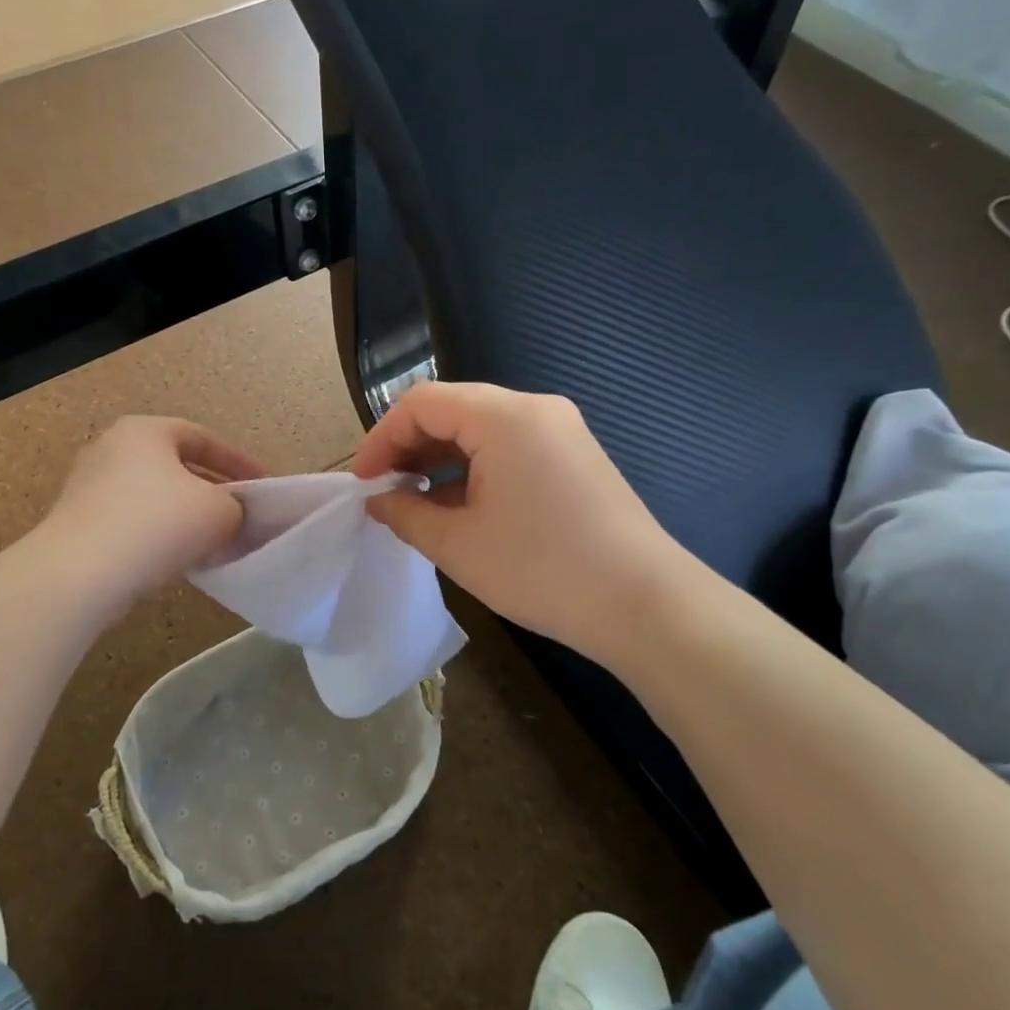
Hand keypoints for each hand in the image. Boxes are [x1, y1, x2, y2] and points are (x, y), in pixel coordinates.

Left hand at [41, 416, 265, 606]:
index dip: (239, 462)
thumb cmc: (157, 524)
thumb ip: (236, 506)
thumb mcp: (219, 511)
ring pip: (154, 497)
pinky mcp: (78, 523)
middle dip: (211, 491)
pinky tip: (177, 561)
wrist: (80, 574)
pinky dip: (158, 536)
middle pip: (176, 467)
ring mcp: (89, 486)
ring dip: (186, 517)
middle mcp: (112, 449)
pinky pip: (132, 523)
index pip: (203, 438)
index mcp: (145, 431)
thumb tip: (231, 515)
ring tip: (214, 543)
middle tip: (239, 514)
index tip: (263, 485)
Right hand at [352, 383, 694, 663]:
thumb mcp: (459, 545)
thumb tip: (379, 501)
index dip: (382, 437)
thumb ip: (406, 514)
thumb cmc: (542, 570)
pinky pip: (510, 447)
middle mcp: (534, 408)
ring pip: (481, 428)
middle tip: (385, 491)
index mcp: (503, 416)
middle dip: (410, 446)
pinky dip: (475, 468)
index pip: (422, 403)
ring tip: (416, 501)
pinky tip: (459, 506)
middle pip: (453, 409)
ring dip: (441, 458)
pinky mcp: (575, 456)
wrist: (646, 606)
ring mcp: (561, 430)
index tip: (363, 482)